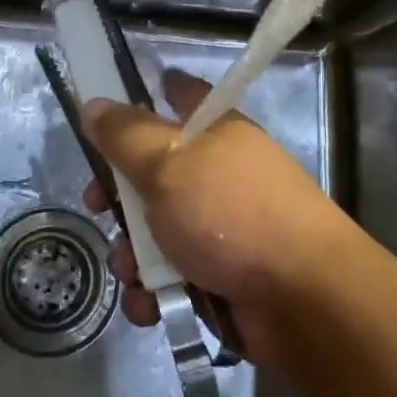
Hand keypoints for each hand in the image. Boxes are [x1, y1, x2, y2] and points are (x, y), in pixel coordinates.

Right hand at [81, 69, 358, 369]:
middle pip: (154, 172)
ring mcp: (221, 229)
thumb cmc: (230, 214)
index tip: (120, 101)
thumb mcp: (167, 164)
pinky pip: (171, 276)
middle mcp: (219, 175)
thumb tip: (93, 104)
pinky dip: (155, 291)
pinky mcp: (221, 278)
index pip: (184, 95)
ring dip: (133, 254)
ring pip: (156, 231)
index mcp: (216, 133)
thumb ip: (123, 135)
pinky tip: (149, 305)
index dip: (154, 91)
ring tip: (131, 272)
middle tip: (95, 206)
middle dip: (118, 195)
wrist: (304, 300)